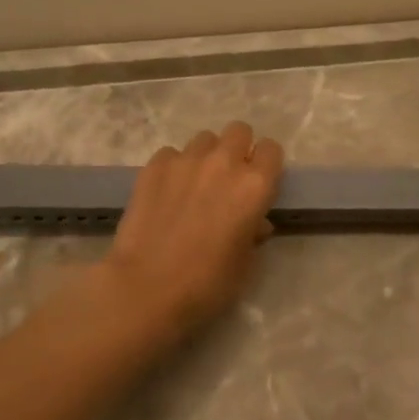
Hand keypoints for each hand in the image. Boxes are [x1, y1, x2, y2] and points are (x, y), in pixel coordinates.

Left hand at [99, 121, 284, 343]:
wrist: (146, 288)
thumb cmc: (206, 284)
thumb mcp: (245, 265)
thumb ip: (253, 233)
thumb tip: (255, 224)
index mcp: (254, 186)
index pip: (271, 149)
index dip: (266, 164)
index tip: (259, 183)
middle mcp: (224, 163)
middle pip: (239, 131)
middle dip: (238, 149)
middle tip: (228, 179)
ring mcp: (186, 160)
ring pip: (204, 139)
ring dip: (206, 156)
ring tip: (195, 184)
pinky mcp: (154, 166)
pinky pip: (171, 153)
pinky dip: (174, 167)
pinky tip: (166, 192)